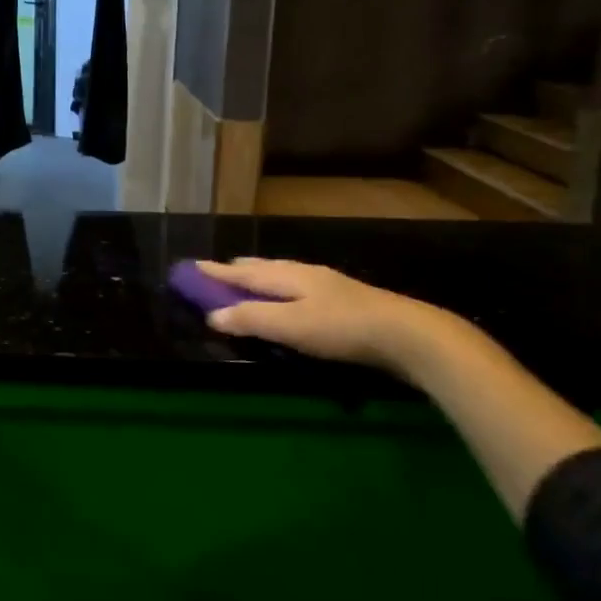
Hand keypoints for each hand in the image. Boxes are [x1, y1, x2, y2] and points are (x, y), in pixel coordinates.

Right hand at [197, 258, 443, 373]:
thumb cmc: (342, 328)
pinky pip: (300, 288)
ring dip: (262, 278)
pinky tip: (293, 300)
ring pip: (285, 276)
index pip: (243, 272)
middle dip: (239, 270)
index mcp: (289, 276)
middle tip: (219, 271)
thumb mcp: (290, 325)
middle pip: (265, 268)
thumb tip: (213, 315)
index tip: (192, 267)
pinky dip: (282, 290)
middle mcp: (305, 274)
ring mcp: (328, 286)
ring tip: (252, 280)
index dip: (216, 272)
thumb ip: (251, 319)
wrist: (407, 334)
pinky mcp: (346, 302)